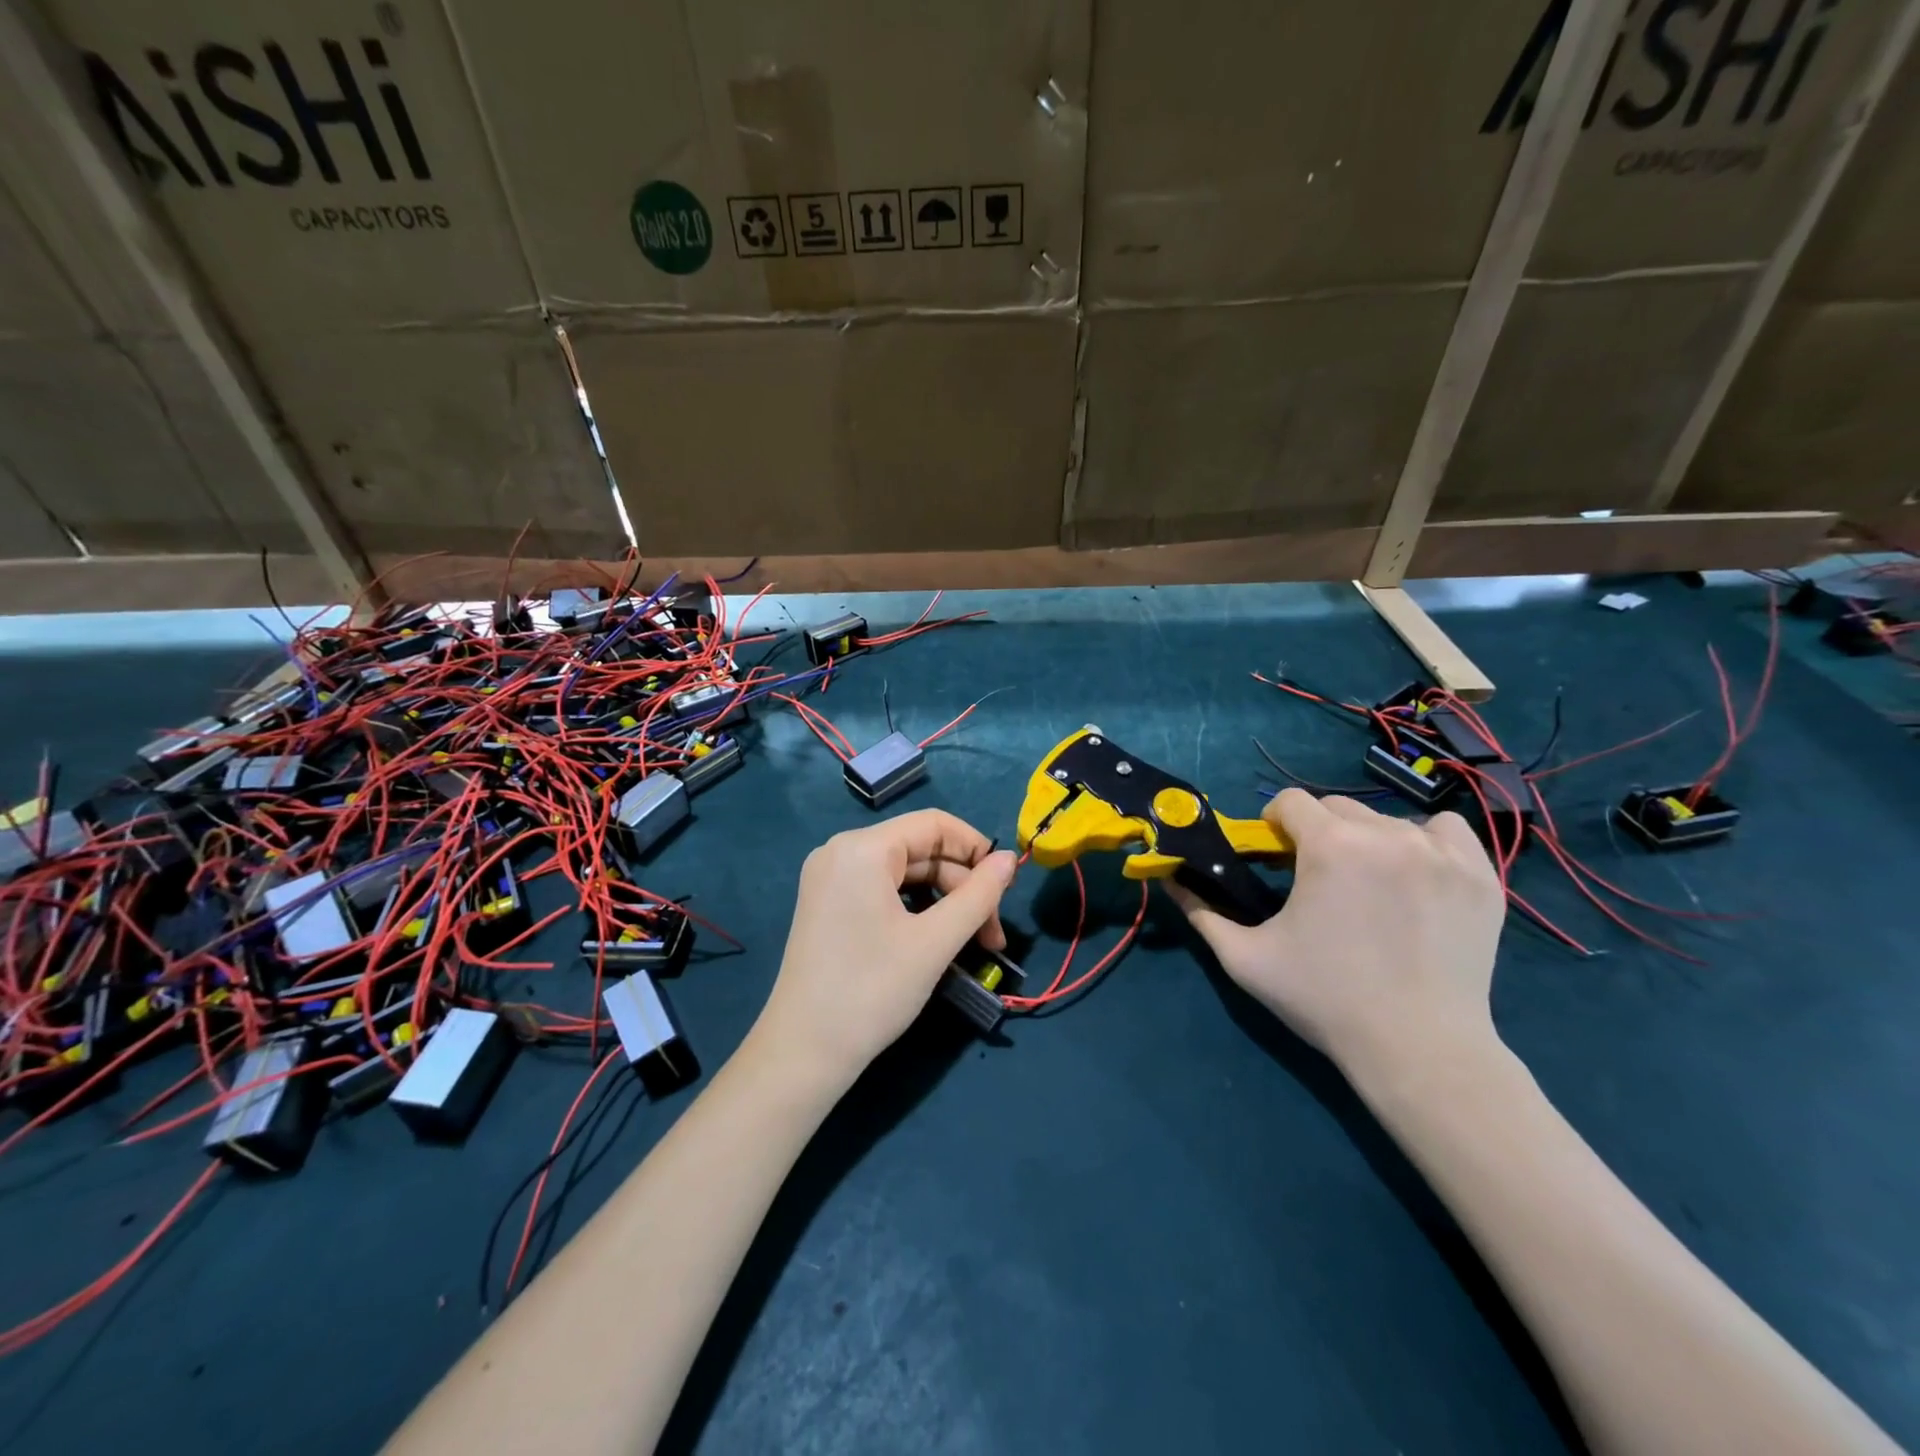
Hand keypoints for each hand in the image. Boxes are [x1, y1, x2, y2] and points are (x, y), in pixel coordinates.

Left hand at [755, 809, 1016, 1089]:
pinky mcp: (828, 904)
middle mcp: (841, 851)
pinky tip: (935, 940)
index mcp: (862, 848)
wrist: (802, 1053)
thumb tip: (1010, 859)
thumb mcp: (935, 942)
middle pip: (921, 850)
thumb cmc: (872, 991)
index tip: (1005, 887)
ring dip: (944, 902)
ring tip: (972, 944)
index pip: (934, 824)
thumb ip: (978, 895)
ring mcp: (830, 878)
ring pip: (905, 873)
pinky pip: (883, 891)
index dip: (976, 849)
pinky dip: (916, 909)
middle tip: (992, 936)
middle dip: (962, 887)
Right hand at [1170, 788, 1505, 1088]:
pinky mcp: (1479, 876)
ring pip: (1387, 821)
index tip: (1276, 857)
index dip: (1274, 825)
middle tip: (1317, 880)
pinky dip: (1424, 842)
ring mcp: (1440, 853)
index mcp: (1330, 846)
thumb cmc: (1324, 1000)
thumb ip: (1201, 911)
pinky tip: (1415, 875)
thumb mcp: (1246, 958)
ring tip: (1367, 888)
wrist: (1419, 1050)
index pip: (1291, 802)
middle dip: (1318, 834)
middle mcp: (1386, 835)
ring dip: (1366, 841)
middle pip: (1337, 808)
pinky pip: (1445, 831)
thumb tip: (1170, 878)